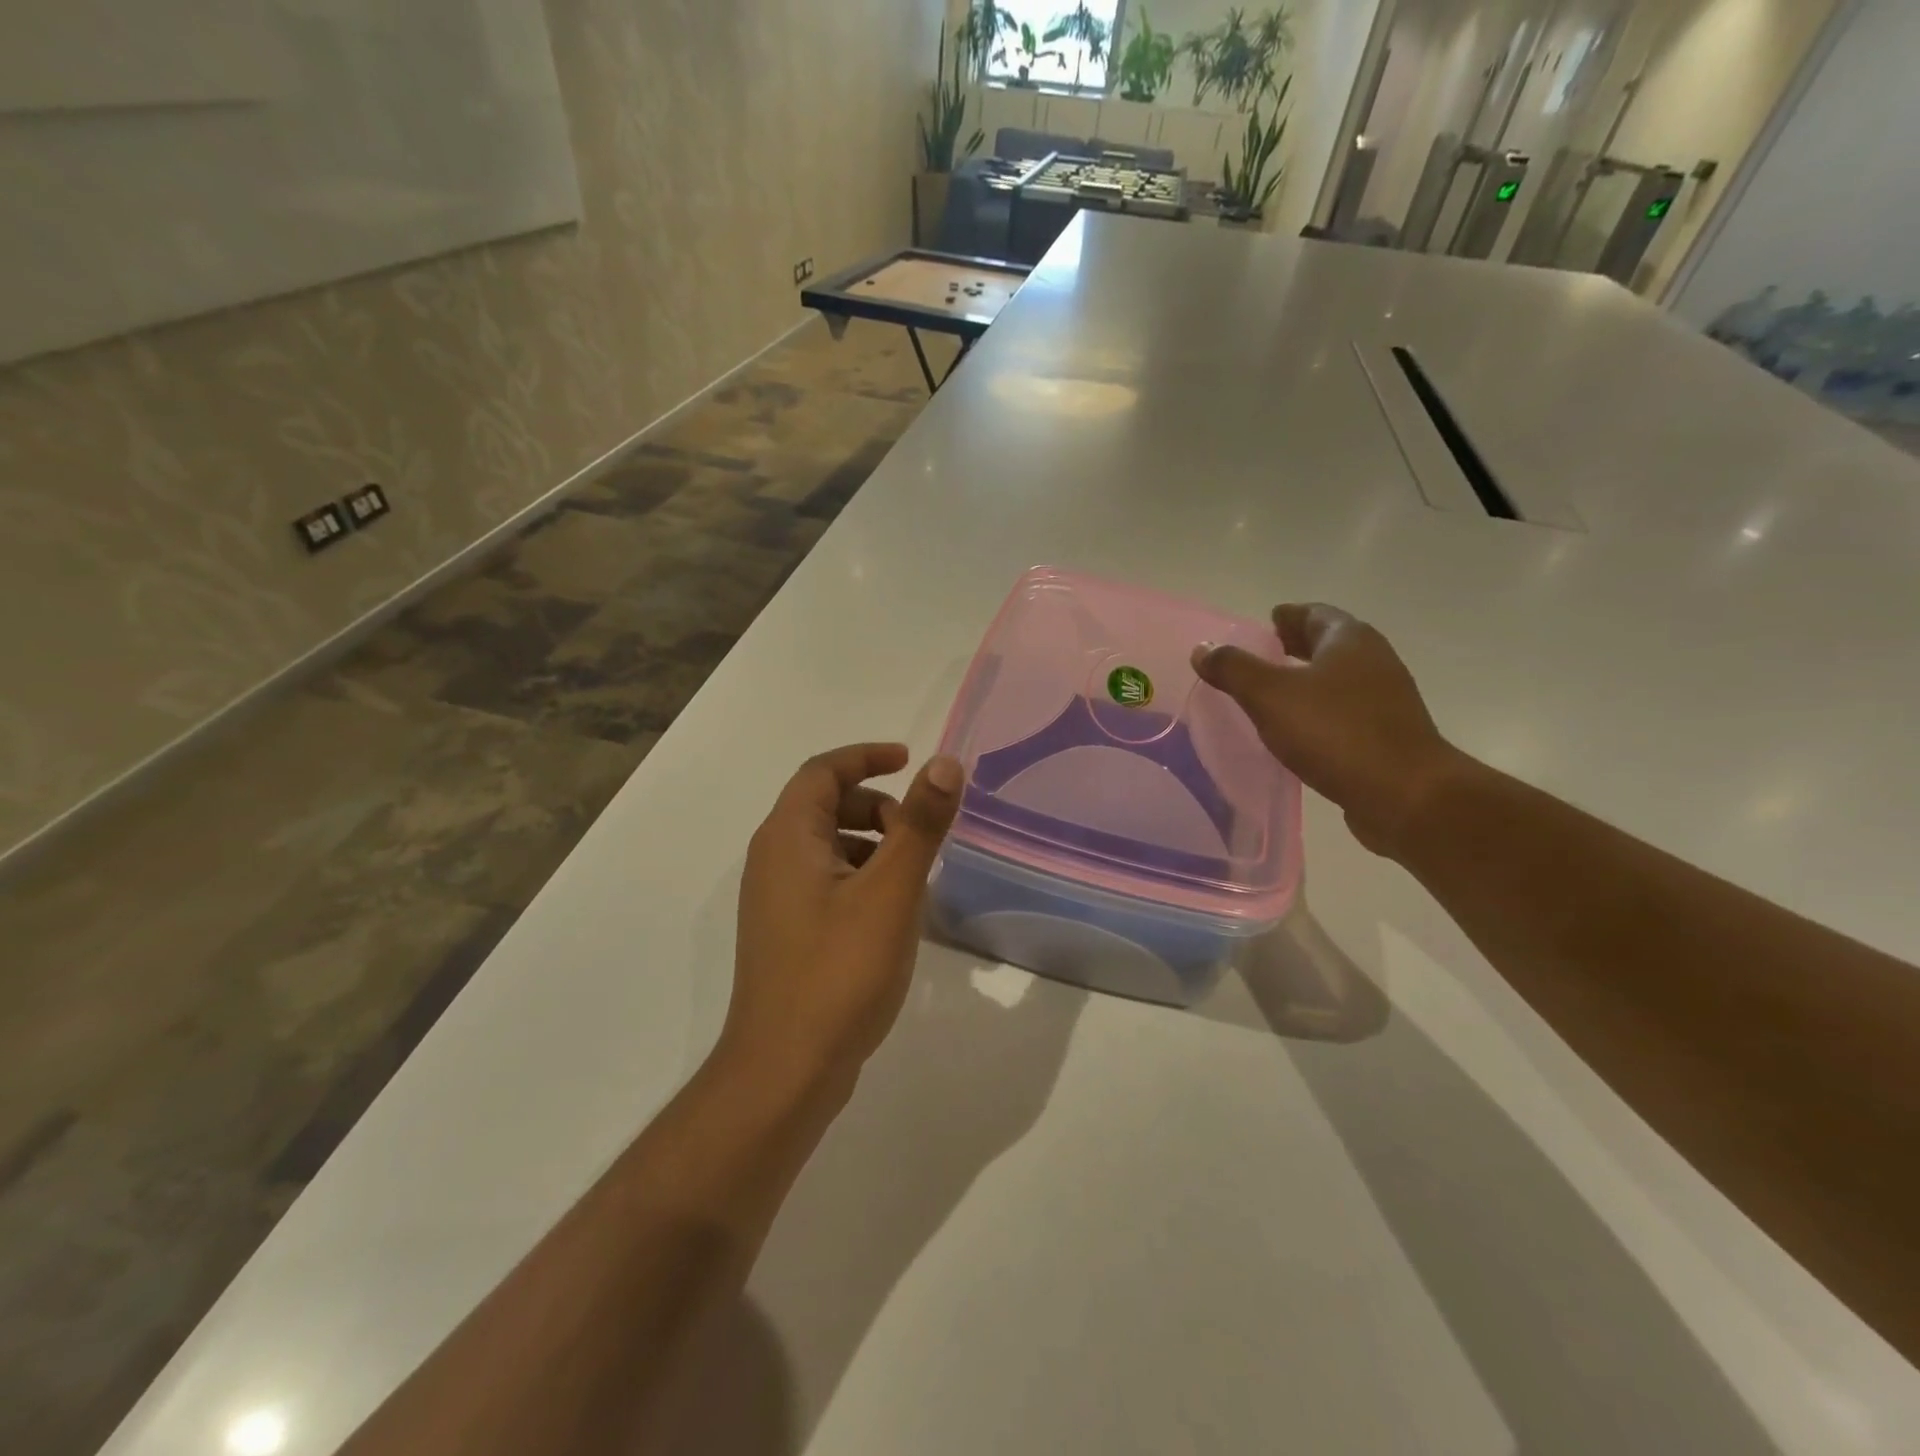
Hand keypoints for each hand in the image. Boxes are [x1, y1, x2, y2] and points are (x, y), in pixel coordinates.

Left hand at [727, 744, 963, 1087]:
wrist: (785, 1070)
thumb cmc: (839, 971)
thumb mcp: (891, 891)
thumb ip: (919, 824)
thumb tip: (945, 763)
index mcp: (788, 837)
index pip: (823, 771)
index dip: (866, 757)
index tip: (909, 760)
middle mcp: (772, 859)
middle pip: (824, 805)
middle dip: (876, 806)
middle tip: (919, 833)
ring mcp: (775, 900)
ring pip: (827, 846)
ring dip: (871, 843)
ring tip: (913, 877)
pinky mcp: (786, 933)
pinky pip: (825, 881)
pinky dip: (860, 877)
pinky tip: (891, 915)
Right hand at [1192, 604, 1463, 856]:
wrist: (1403, 793)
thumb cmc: (1334, 732)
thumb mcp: (1269, 695)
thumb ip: (1233, 669)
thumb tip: (1203, 649)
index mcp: (1349, 640)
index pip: (1315, 613)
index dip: (1289, 616)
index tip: (1267, 621)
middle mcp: (1374, 661)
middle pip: (1331, 643)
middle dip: (1299, 645)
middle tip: (1267, 652)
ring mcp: (1386, 699)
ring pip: (1340, 677)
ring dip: (1311, 678)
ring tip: (1276, 691)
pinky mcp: (1388, 735)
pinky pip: (1346, 710)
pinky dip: (1321, 709)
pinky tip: (1300, 728)